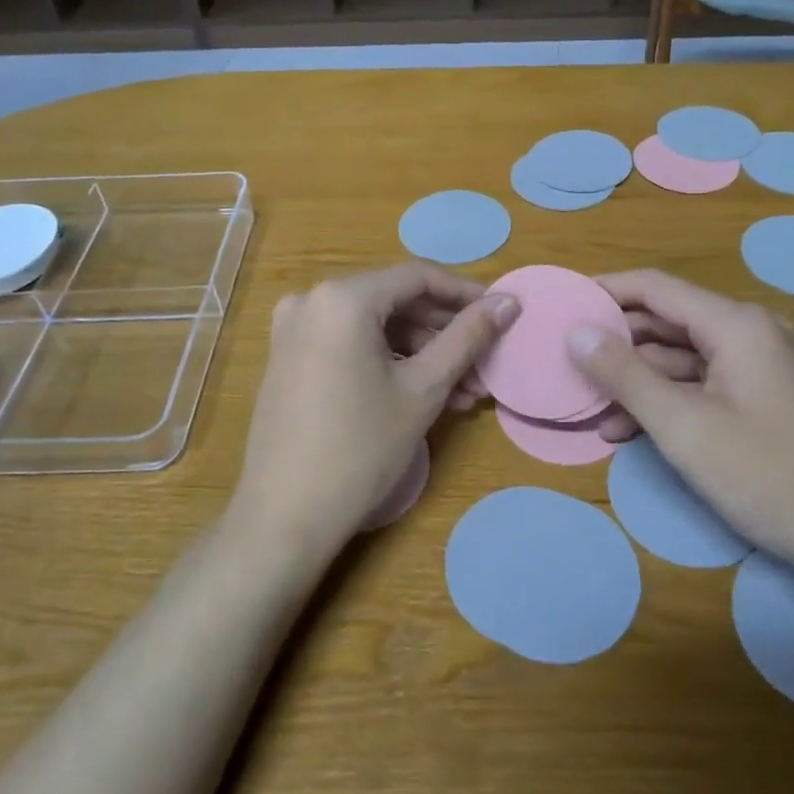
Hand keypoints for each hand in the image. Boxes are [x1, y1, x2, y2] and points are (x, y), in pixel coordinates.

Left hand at [231, 263, 519, 561]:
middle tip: (485, 365)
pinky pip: (350, 344)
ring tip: (465, 392)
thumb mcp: (424, 388)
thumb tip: (509, 301)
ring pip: (375, 327)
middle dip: (445, 333)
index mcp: (342, 297)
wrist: (284, 516)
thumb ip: (468, 337)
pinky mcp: (289, 358)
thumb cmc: (361, 447)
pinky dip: (389, 361)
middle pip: (395, 301)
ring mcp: (294, 330)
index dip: (466, 294)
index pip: (418, 277)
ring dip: (422, 353)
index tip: (502, 315)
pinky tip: (423, 393)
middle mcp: (311, 300)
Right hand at [571, 270, 793, 572]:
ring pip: (683, 359)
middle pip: (668, 322)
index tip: (561, 305)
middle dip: (617, 344)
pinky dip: (668, 402)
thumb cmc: (766, 474)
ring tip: (593, 412)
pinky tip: (632, 431)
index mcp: (735, 324)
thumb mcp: (683, 426)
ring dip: (638, 382)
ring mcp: (762, 367)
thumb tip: (576, 331)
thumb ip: (624, 374)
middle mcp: (750, 333)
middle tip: (568, 364)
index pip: (655, 287)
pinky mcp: (767, 399)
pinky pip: (705, 385)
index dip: (605, 291)